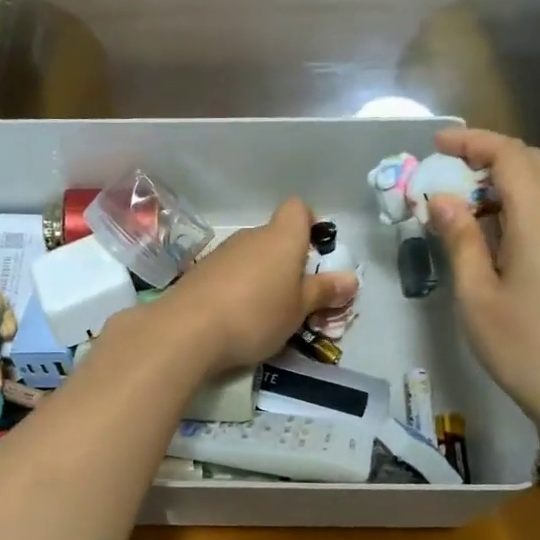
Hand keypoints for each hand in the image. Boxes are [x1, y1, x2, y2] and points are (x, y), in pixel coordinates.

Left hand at [156, 199, 355, 371]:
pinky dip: (233, 290)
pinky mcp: (197, 274)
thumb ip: (323, 292)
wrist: (188, 330)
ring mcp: (220, 254)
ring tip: (263, 315)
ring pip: (248, 258)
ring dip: (258, 278)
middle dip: (284, 263)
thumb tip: (351, 279)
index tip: (312, 253)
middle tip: (294, 299)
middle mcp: (250, 237)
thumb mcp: (298, 310)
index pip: (297, 209)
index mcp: (281, 238)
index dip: (308, 225)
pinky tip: (233, 319)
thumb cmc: (256, 315)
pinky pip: (226, 275)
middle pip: (273, 238)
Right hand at [428, 128, 539, 426]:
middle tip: (444, 170)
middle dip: (486, 155)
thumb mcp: (476, 294)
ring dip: (502, 178)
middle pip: (530, 161)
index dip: (472, 142)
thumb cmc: (520, 343)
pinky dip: (517, 200)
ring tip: (460, 197)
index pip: (509, 155)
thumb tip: (441, 200)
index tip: (434, 145)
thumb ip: (459, 239)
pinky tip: (490, 226)